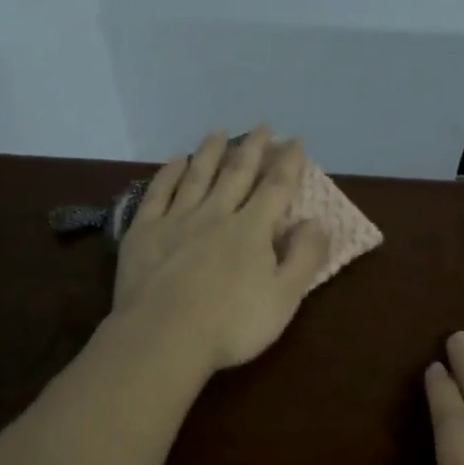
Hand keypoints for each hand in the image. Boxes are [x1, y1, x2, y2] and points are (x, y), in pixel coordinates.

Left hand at [112, 128, 331, 374]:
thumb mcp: (284, 298)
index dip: (288, 163)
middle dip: (251, 148)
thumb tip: (319, 221)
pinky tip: (175, 161)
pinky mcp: (144, 231)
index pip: (275, 188)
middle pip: (236, 174)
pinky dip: (169, 173)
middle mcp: (215, 214)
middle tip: (261, 127)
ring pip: (197, 176)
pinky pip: (158, 193)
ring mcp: (176, 220)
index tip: (294, 141)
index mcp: (251, 230)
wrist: (163, 337)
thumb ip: (304, 257)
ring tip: (218, 133)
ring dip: (210, 152)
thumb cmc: (231, 325)